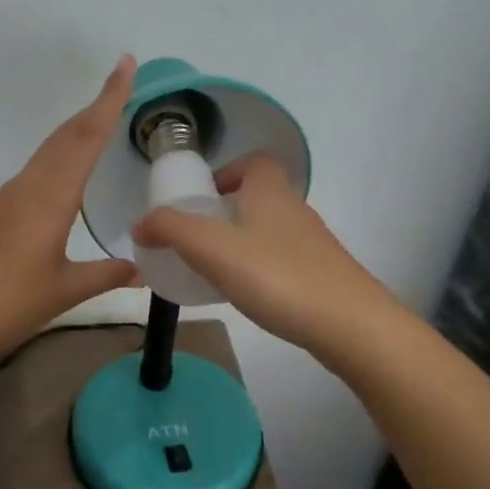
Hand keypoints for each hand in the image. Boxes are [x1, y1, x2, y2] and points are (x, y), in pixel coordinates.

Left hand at [0, 58, 141, 363]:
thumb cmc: (7, 303)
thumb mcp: (64, 290)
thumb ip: (105, 275)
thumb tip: (140, 268)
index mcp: (50, 197)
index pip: (86, 137)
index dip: (109, 99)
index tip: (125, 65)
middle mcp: (28, 187)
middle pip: (66, 136)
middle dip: (95, 107)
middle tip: (121, 84)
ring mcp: (7, 200)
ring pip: (48, 152)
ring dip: (76, 131)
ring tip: (101, 121)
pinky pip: (35, 172)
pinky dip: (58, 157)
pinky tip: (64, 174)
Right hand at [132, 152, 394, 353]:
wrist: (350, 326)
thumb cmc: (277, 276)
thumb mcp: (212, 249)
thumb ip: (171, 230)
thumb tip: (139, 222)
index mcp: (270, 192)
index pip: (254, 162)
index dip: (226, 172)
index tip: (201, 199)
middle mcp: (295, 210)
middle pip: (259, 197)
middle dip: (226, 212)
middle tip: (196, 240)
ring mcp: (313, 245)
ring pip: (269, 232)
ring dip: (241, 243)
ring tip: (213, 271)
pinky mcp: (322, 277)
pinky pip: (281, 262)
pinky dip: (259, 270)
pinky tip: (247, 296)